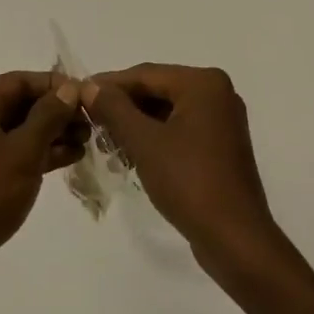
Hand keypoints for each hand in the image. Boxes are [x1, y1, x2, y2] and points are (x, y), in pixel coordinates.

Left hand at [0, 71, 87, 295]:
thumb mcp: (23, 151)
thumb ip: (49, 115)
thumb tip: (69, 88)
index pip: (23, 80)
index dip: (58, 87)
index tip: (89, 99)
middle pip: (21, 103)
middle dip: (57, 112)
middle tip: (92, 125)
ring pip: (18, 129)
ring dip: (51, 134)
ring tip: (87, 144)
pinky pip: (11, 151)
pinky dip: (36, 153)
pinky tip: (67, 159)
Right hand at [85, 64, 284, 283]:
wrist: (235, 239)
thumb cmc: (189, 181)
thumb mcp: (145, 142)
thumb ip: (115, 109)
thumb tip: (89, 87)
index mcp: (204, 83)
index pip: (146, 74)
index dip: (110, 84)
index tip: (78, 93)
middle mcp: (217, 93)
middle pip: (158, 90)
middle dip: (123, 106)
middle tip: (89, 118)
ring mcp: (221, 121)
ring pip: (168, 112)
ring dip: (136, 124)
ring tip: (104, 139)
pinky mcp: (220, 146)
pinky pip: (180, 130)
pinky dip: (155, 138)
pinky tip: (130, 154)